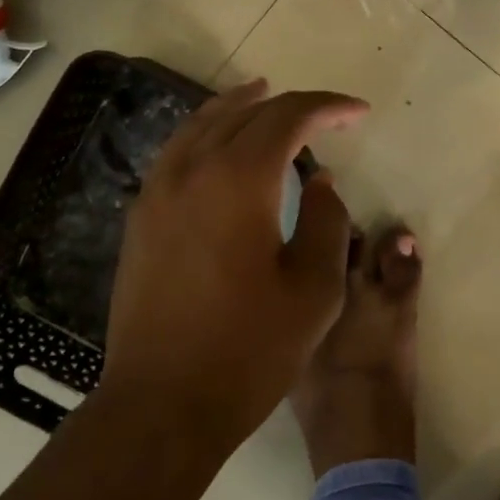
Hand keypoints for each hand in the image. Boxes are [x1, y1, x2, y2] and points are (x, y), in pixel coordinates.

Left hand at [99, 79, 367, 454]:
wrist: (162, 403)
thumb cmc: (248, 350)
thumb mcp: (314, 290)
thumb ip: (327, 221)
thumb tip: (319, 179)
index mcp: (240, 179)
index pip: (288, 117)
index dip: (327, 107)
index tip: (358, 113)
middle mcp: (193, 169)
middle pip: (244, 113)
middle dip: (289, 105)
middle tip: (324, 114)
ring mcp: (158, 191)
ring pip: (201, 125)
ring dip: (238, 107)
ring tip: (263, 96)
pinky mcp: (141, 216)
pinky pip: (177, 152)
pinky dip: (205, 133)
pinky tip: (218, 147)